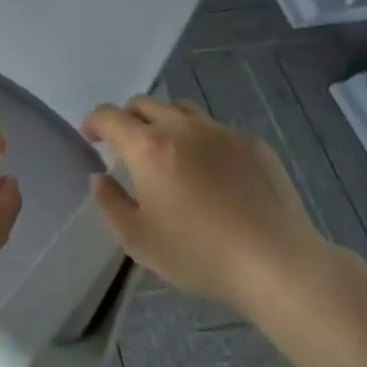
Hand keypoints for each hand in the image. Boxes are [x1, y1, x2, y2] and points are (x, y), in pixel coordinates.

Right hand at [82, 96, 328, 313]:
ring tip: (167, 152)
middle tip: (125, 147)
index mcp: (148, 147)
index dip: (93, 122)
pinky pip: (215, 129)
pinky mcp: (252, 143)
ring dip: (163, 122)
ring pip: (181, 109)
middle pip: (144, 103)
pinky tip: (211, 173)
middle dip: (127, 119)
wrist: (276, 262)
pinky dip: (201, 140)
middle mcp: (182, 127)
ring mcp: (221, 131)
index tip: (90, 138)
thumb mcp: (138, 240)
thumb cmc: (199, 254)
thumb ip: (110, 203)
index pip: (109, 115)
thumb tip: (100, 178)